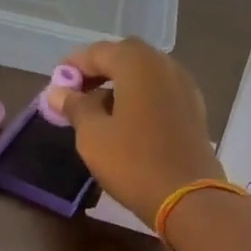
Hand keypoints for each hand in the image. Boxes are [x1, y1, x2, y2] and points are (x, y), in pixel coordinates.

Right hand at [45, 38, 223, 224]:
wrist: (189, 198)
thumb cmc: (134, 163)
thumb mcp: (93, 135)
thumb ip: (75, 107)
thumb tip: (57, 91)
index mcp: (138, 63)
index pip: (98, 52)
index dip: (73, 66)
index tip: (56, 87)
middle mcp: (165, 65)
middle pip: (125, 57)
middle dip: (99, 72)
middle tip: (77, 96)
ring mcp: (185, 86)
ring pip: (146, 75)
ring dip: (121, 85)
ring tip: (99, 112)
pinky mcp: (194, 109)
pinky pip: (161, 92)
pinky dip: (141, 98)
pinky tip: (128, 122)